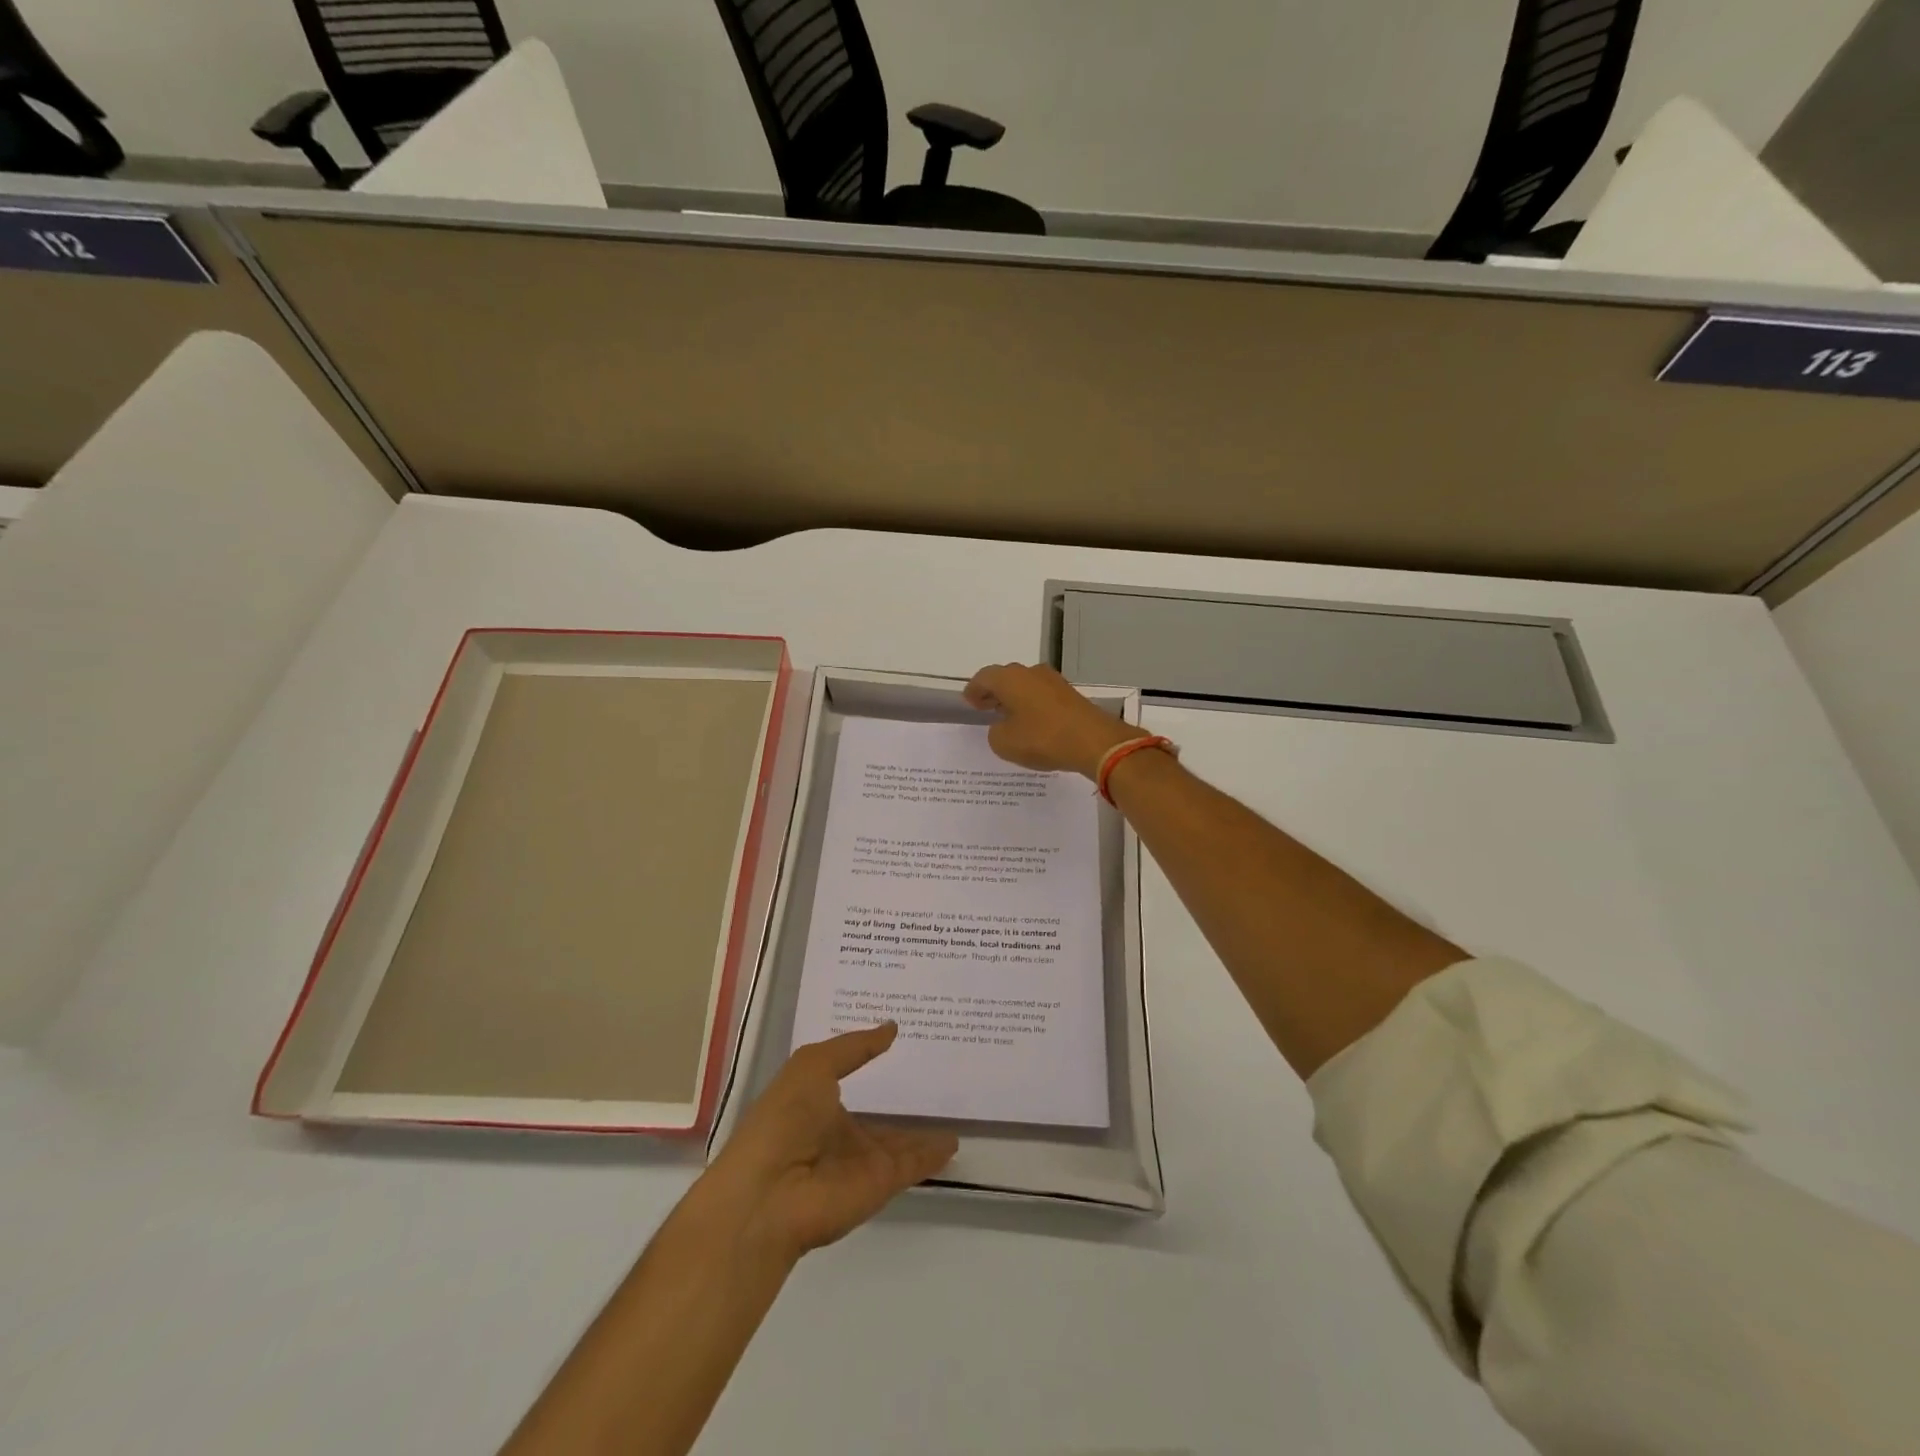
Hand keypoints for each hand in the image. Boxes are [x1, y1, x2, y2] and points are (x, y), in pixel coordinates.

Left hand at [702, 1024, 956, 1263]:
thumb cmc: (784, 1118)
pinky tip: (954, 1140)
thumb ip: (855, 1047)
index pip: (849, 1077)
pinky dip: (934, 1154)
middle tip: (936, 1074)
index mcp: (816, 1101)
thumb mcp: (813, 1065)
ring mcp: (861, 1160)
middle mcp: (839, 1132)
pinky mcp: (881, 1183)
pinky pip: (914, 1164)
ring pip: (900, 1142)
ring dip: (922, 1132)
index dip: (870, 1060)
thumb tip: (891, 1028)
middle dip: (900, 1100)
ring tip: (954, 1111)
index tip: (899, 1040)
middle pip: (878, 1116)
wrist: (770, 1194)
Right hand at [963, 662, 1143, 778]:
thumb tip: (1003, 726)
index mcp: (1010, 678)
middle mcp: (1031, 673)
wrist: (1094, 741)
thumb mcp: (1004, 743)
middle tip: (985, 707)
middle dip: (994, 692)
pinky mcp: (1070, 695)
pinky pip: (1042, 696)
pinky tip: (1031, 722)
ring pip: (1026, 685)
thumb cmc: (1042, 738)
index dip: (974, 690)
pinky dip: (1032, 705)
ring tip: (1007, 716)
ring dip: (1014, 698)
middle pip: (1006, 678)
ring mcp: (1054, 682)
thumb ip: (995, 732)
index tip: (969, 701)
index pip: (984, 677)